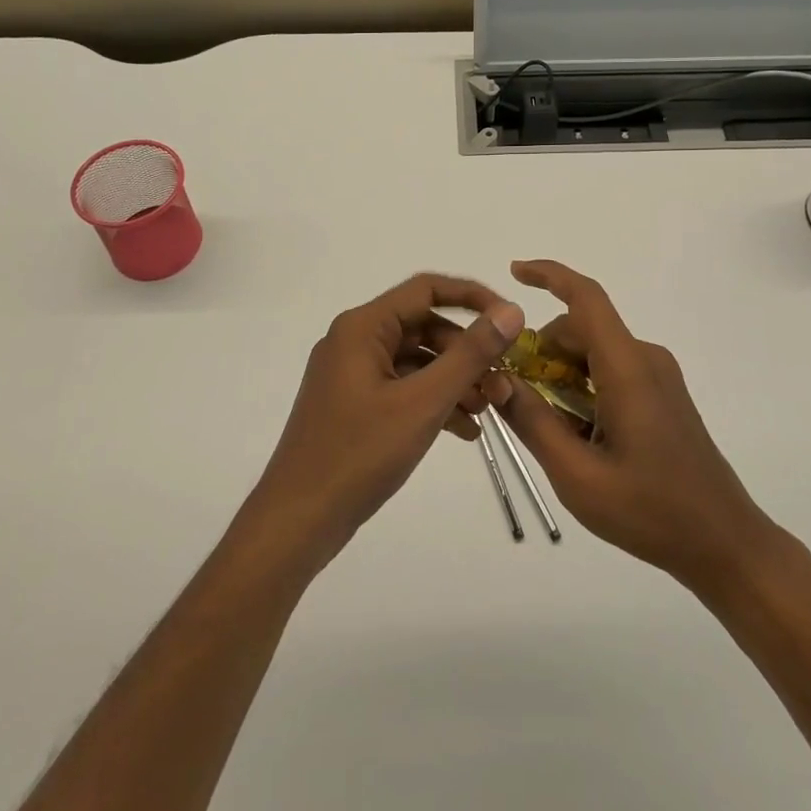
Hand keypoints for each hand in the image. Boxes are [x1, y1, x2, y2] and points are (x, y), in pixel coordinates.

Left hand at [248, 274, 524, 566]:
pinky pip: (403, 388)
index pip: (426, 289)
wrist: (297, 521)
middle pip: (424, 327)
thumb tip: (512, 311)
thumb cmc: (359, 454)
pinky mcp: (355, 404)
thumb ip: (470, 354)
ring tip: (488, 412)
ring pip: (417, 361)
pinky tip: (466, 432)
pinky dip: (434, 402)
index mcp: (363, 327)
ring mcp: (352, 374)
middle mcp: (355, 340)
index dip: (473, 298)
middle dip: (467, 353)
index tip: (511, 321)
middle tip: (502, 386)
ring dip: (455, 380)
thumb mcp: (423, 402)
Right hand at [497, 259, 773, 592]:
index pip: (586, 298)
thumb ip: (533, 422)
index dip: (549, 276)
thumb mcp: (577, 475)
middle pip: (580, 330)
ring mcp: (658, 376)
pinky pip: (610, 371)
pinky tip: (578, 435)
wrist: (725, 544)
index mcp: (627, 368)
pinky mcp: (662, 394)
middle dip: (541, 353)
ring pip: (593, 352)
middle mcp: (645, 359)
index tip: (514, 272)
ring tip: (548, 429)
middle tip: (513, 397)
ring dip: (561, 376)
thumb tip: (497, 378)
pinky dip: (583, 388)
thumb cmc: (651, 512)